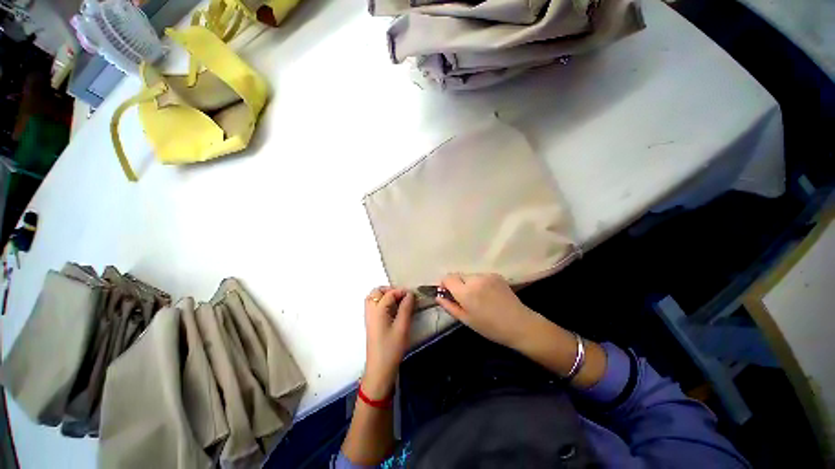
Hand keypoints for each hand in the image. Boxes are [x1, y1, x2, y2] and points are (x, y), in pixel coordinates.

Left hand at [362, 287, 414, 398]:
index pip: (389, 293)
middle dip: (390, 290)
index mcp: (378, 310)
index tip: (413, 296)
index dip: (401, 292)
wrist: (379, 369)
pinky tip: (393, 310)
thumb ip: (406, 308)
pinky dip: (382, 302)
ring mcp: (369, 317)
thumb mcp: (402, 327)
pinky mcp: (371, 323)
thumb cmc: (392, 348)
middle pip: (377, 292)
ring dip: (385, 296)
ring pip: (373, 298)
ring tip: (398, 302)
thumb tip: (410, 294)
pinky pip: (374, 305)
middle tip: (403, 297)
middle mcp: (370, 310)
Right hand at [437, 273, 537, 350]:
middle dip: (457, 284)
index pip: (448, 278)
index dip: (445, 284)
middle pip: (458, 275)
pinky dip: (480, 282)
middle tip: (465, 299)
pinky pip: (481, 276)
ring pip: (469, 276)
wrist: (519, 324)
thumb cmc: (490, 327)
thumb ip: (449, 306)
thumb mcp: (466, 320)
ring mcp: (486, 275)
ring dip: (469, 283)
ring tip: (479, 297)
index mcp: (466, 292)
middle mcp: (475, 279)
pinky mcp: (496, 275)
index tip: (448, 294)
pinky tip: (488, 294)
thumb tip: (438, 296)